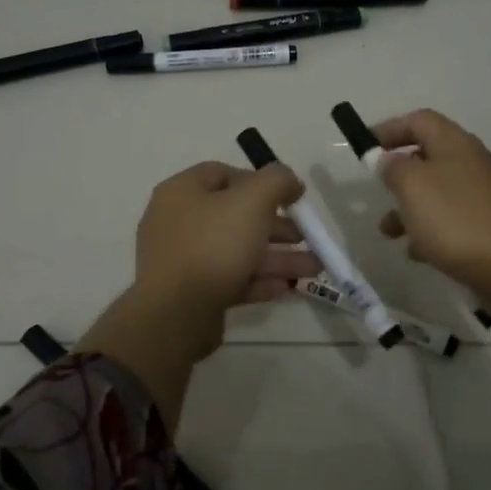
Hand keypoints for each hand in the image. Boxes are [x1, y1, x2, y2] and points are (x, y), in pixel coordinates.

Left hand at [81, 160, 319, 423]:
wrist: (176, 314)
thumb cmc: (213, 245)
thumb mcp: (253, 201)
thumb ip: (277, 181)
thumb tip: (290, 181)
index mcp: (183, 192)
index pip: (223, 174)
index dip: (260, 181)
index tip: (289, 197)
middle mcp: (178, 222)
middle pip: (235, 215)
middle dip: (277, 226)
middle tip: (306, 235)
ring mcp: (183, 260)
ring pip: (238, 250)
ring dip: (277, 257)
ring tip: (314, 267)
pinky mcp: (192, 293)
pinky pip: (231, 279)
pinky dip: (259, 281)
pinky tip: (288, 287)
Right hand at [372, 109, 490, 301]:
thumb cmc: (455, 218)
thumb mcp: (412, 185)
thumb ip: (393, 167)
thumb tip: (388, 160)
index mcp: (453, 143)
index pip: (419, 120)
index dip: (389, 128)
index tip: (364, 146)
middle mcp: (470, 162)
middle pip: (427, 156)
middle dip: (397, 173)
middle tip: (377, 189)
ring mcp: (481, 195)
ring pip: (435, 192)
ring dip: (408, 208)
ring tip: (388, 232)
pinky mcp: (486, 225)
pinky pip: (449, 220)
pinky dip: (428, 231)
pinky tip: (417, 252)